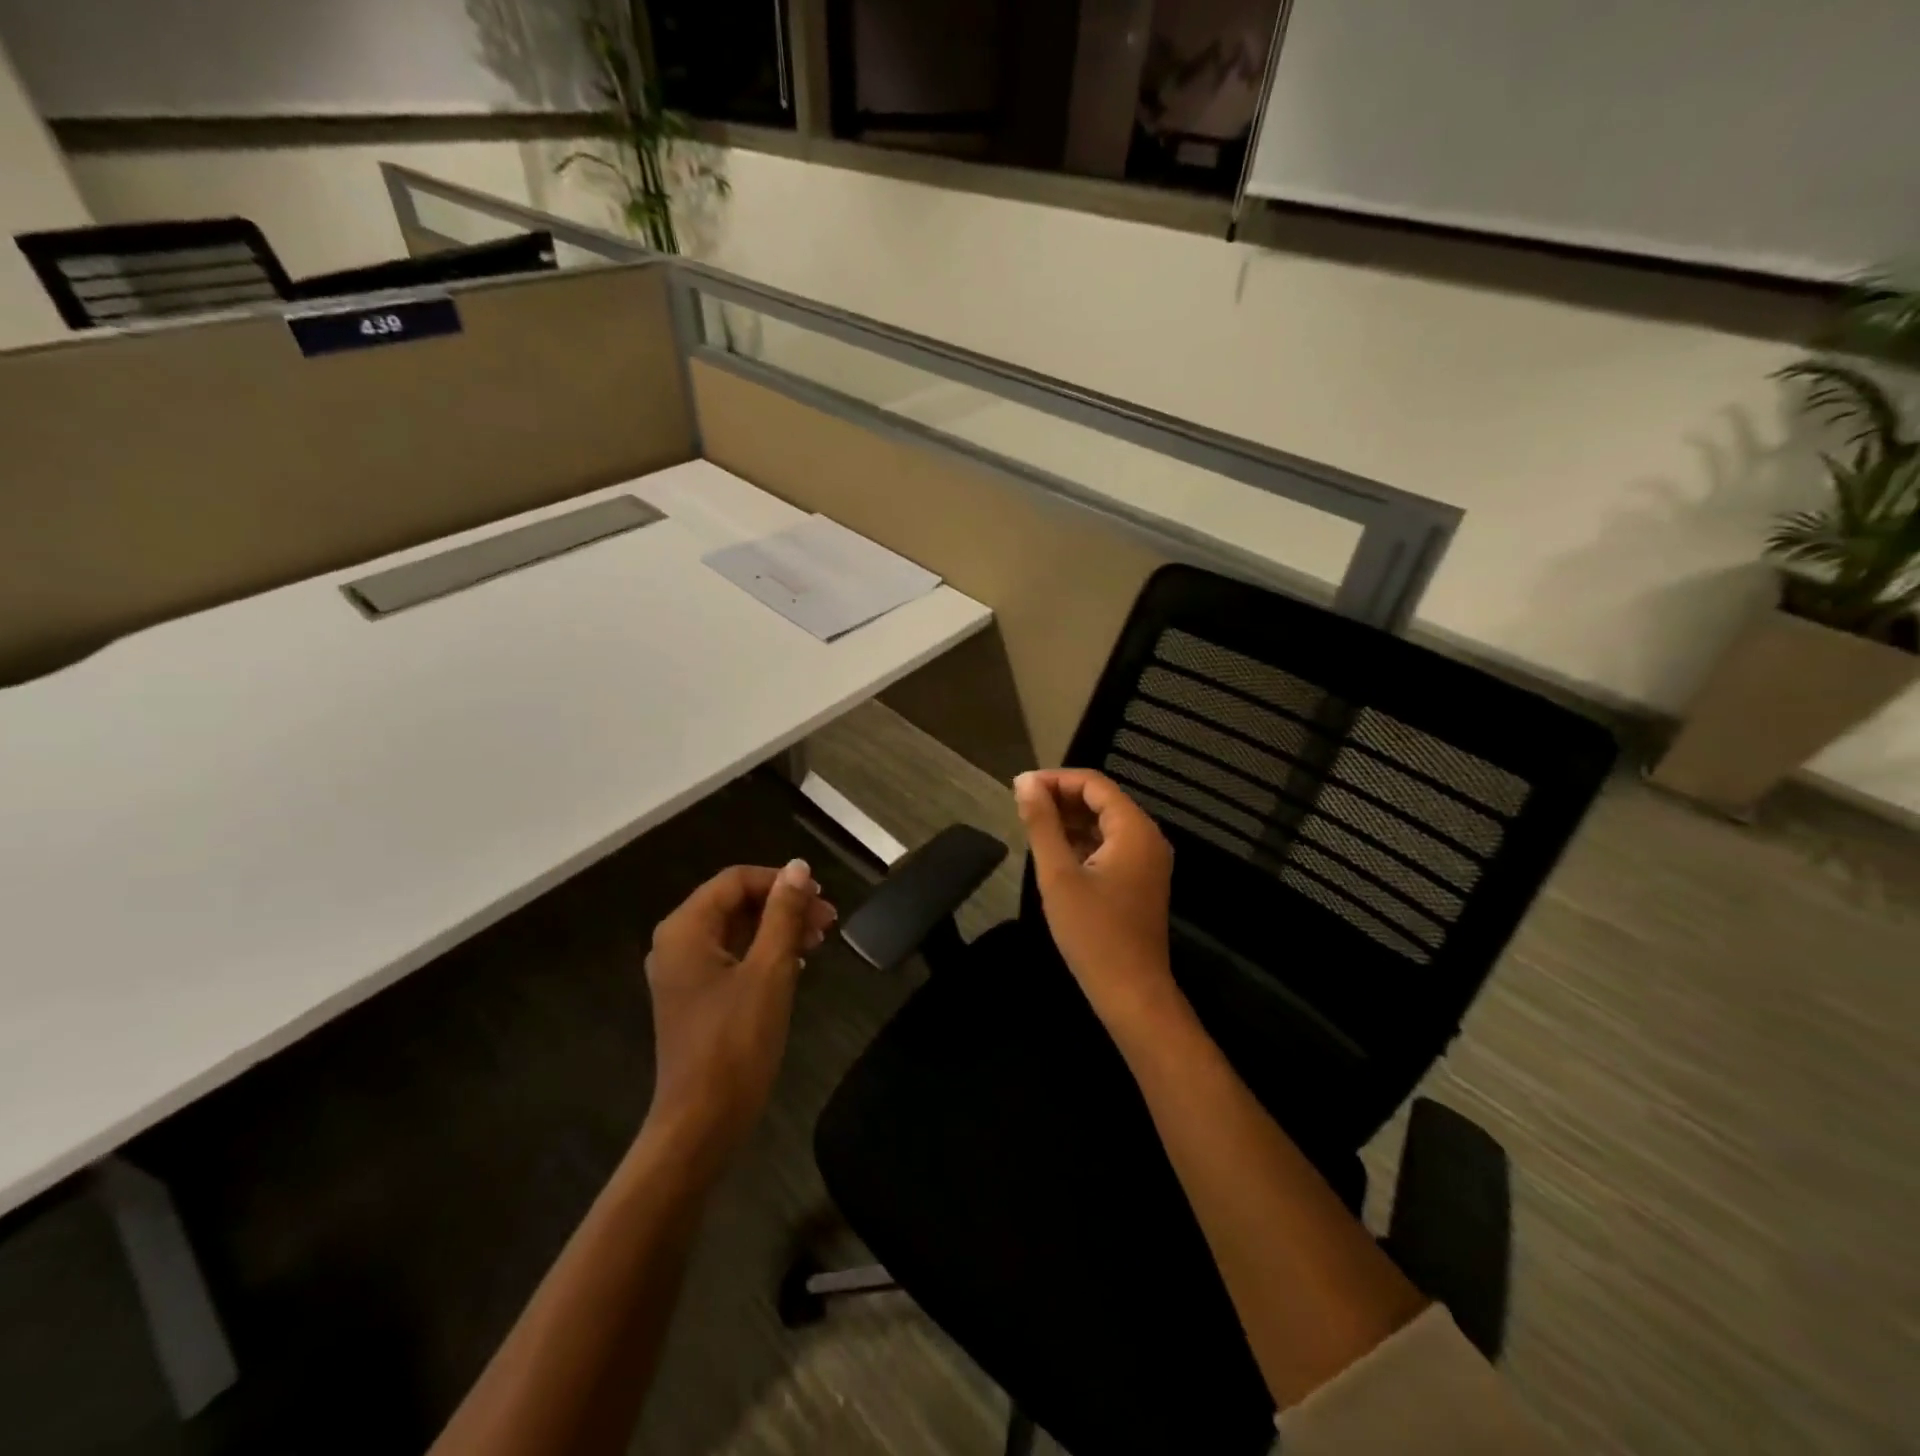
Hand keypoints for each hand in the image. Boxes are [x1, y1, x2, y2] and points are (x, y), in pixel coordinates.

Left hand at [642, 860, 836, 1167]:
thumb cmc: (735, 1042)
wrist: (702, 1122)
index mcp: (686, 929)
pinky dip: (764, 953)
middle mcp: (677, 943)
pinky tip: (798, 964)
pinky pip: (732, 957)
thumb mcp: (770, 970)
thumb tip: (798, 867)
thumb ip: (784, 914)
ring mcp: (683, 973)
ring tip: (820, 939)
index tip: (821, 896)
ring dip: (778, 928)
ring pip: (736, 931)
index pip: (736, 881)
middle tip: (828, 920)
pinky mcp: (695, 998)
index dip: (780, 881)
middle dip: (783, 905)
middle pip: (735, 903)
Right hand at [1014, 770, 1178, 1034]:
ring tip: (1032, 826)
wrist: (1132, 992)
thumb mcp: (1058, 875)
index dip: (1055, 779)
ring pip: (1105, 823)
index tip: (1019, 788)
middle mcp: (1147, 837)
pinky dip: (1083, 841)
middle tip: (1021, 807)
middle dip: (1061, 798)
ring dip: (1070, 820)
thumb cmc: (1093, 933)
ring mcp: (1147, 860)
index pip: (1094, 784)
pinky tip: (1055, 851)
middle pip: (1102, 800)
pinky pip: (1110, 845)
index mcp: (1134, 829)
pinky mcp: (1140, 880)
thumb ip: (1042, 824)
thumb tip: (1025, 782)